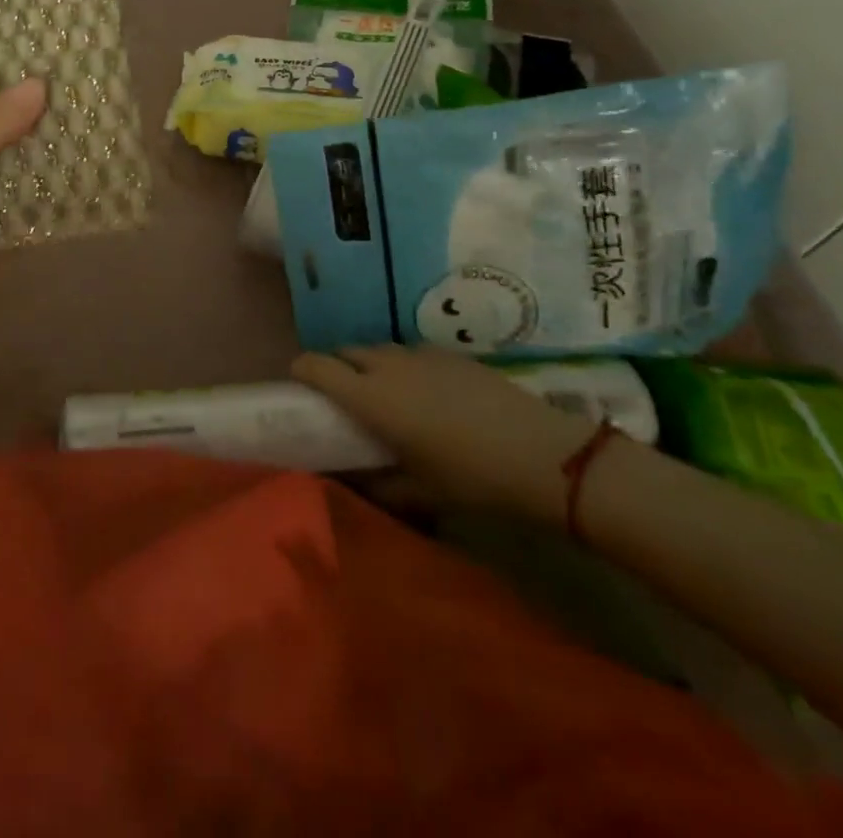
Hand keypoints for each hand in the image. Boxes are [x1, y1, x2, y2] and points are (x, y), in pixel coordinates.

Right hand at [292, 347, 601, 526]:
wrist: (543, 454)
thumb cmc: (472, 478)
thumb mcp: (420, 492)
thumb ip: (377, 485)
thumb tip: (349, 482)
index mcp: (371, 397)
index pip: (316, 366)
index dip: (300, 371)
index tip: (298, 387)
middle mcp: (388, 366)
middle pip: (345, 352)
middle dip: (335, 368)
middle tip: (342, 399)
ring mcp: (421, 355)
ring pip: (378, 350)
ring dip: (369, 366)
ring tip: (385, 396)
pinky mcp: (451, 354)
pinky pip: (410, 352)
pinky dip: (402, 366)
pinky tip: (425, 394)